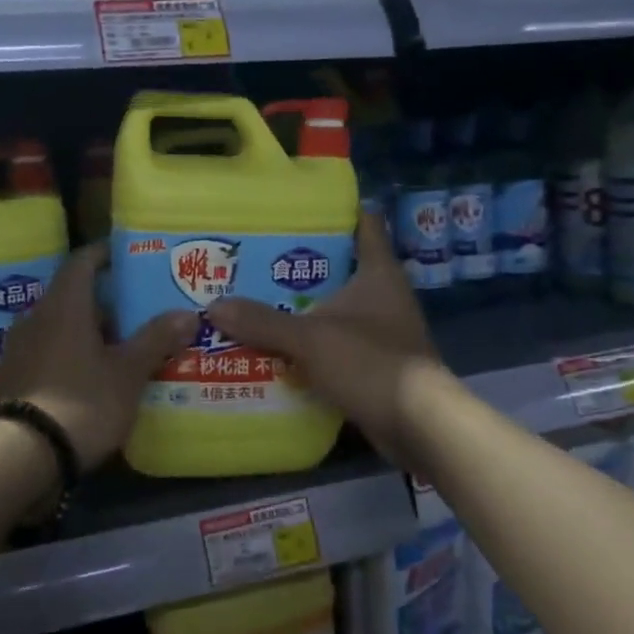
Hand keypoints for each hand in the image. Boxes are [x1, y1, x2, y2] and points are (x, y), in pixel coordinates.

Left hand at [0, 244, 196, 466]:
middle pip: (74, 296)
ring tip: (125, 347)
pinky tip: (96, 377)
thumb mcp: (127, 372)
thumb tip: (188, 313)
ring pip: (62, 327)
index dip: (106, 254)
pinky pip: (50, 353)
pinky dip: (74, 356)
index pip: (82, 261)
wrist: (19, 457)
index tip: (130, 256)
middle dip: (108, 302)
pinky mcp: (14, 378)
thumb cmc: (81, 401)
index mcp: (64, 305)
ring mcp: (20, 349)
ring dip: (91, 332)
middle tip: (141, 311)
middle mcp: (36, 317)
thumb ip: (156, 339)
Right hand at [209, 214, 442, 463]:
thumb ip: (263, 322)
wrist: (419, 426)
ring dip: (300, 307)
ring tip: (252, 298)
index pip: (363, 222)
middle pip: (338, 266)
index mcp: (378, 272)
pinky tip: (273, 345)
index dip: (333, 210)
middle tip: (253, 257)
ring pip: (333, 308)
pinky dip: (308, 343)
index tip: (293, 207)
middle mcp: (382, 295)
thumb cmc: (372, 363)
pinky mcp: (372, 363)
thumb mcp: (312, 339)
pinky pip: (333, 343)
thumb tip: (213, 306)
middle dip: (298, 264)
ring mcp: (379, 331)